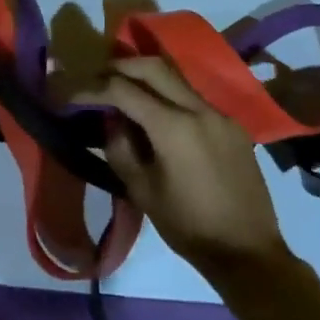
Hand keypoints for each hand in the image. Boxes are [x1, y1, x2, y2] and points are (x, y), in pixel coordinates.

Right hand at [75, 57, 289, 280]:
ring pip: (176, 79)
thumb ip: (120, 148)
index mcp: (173, 126)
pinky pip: (194, 99)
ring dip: (147, 78)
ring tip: (125, 92)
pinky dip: (170, 97)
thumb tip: (111, 119)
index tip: (71, 95)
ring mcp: (220, 114)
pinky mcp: (232, 126)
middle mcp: (198, 108)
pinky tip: (159, 118)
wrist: (248, 252)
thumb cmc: (188, 226)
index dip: (92, 88)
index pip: (123, 90)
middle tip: (98, 78)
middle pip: (153, 67)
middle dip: (120, 67)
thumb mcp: (142, 190)